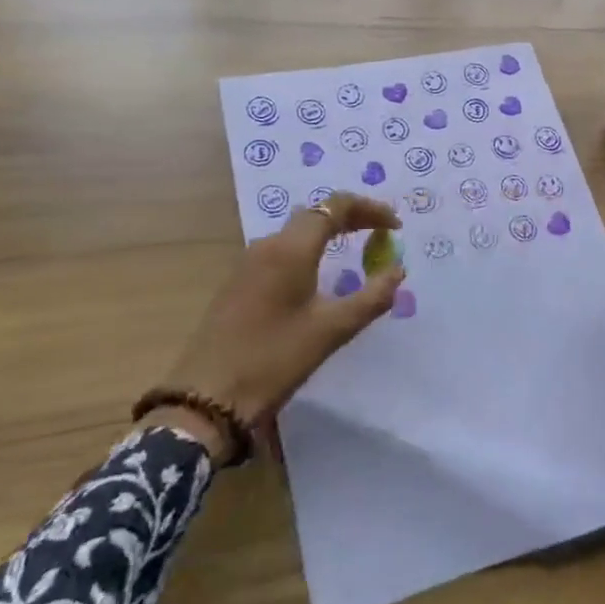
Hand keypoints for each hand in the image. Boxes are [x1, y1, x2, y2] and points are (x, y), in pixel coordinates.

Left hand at [150, 192, 403, 457]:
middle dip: (351, 218)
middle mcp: (268, 245)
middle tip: (381, 234)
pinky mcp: (239, 283)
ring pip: (296, 233)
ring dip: (329, 234)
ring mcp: (248, 263)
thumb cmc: (274, 359)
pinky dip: (310, 251)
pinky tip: (320, 276)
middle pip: (315, 214)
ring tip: (358, 252)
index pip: (335, 206)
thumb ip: (371, 297)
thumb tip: (398, 271)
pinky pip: (282, 251)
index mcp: (291, 249)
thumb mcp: (332, 330)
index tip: (396, 226)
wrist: (206, 397)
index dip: (369, 209)